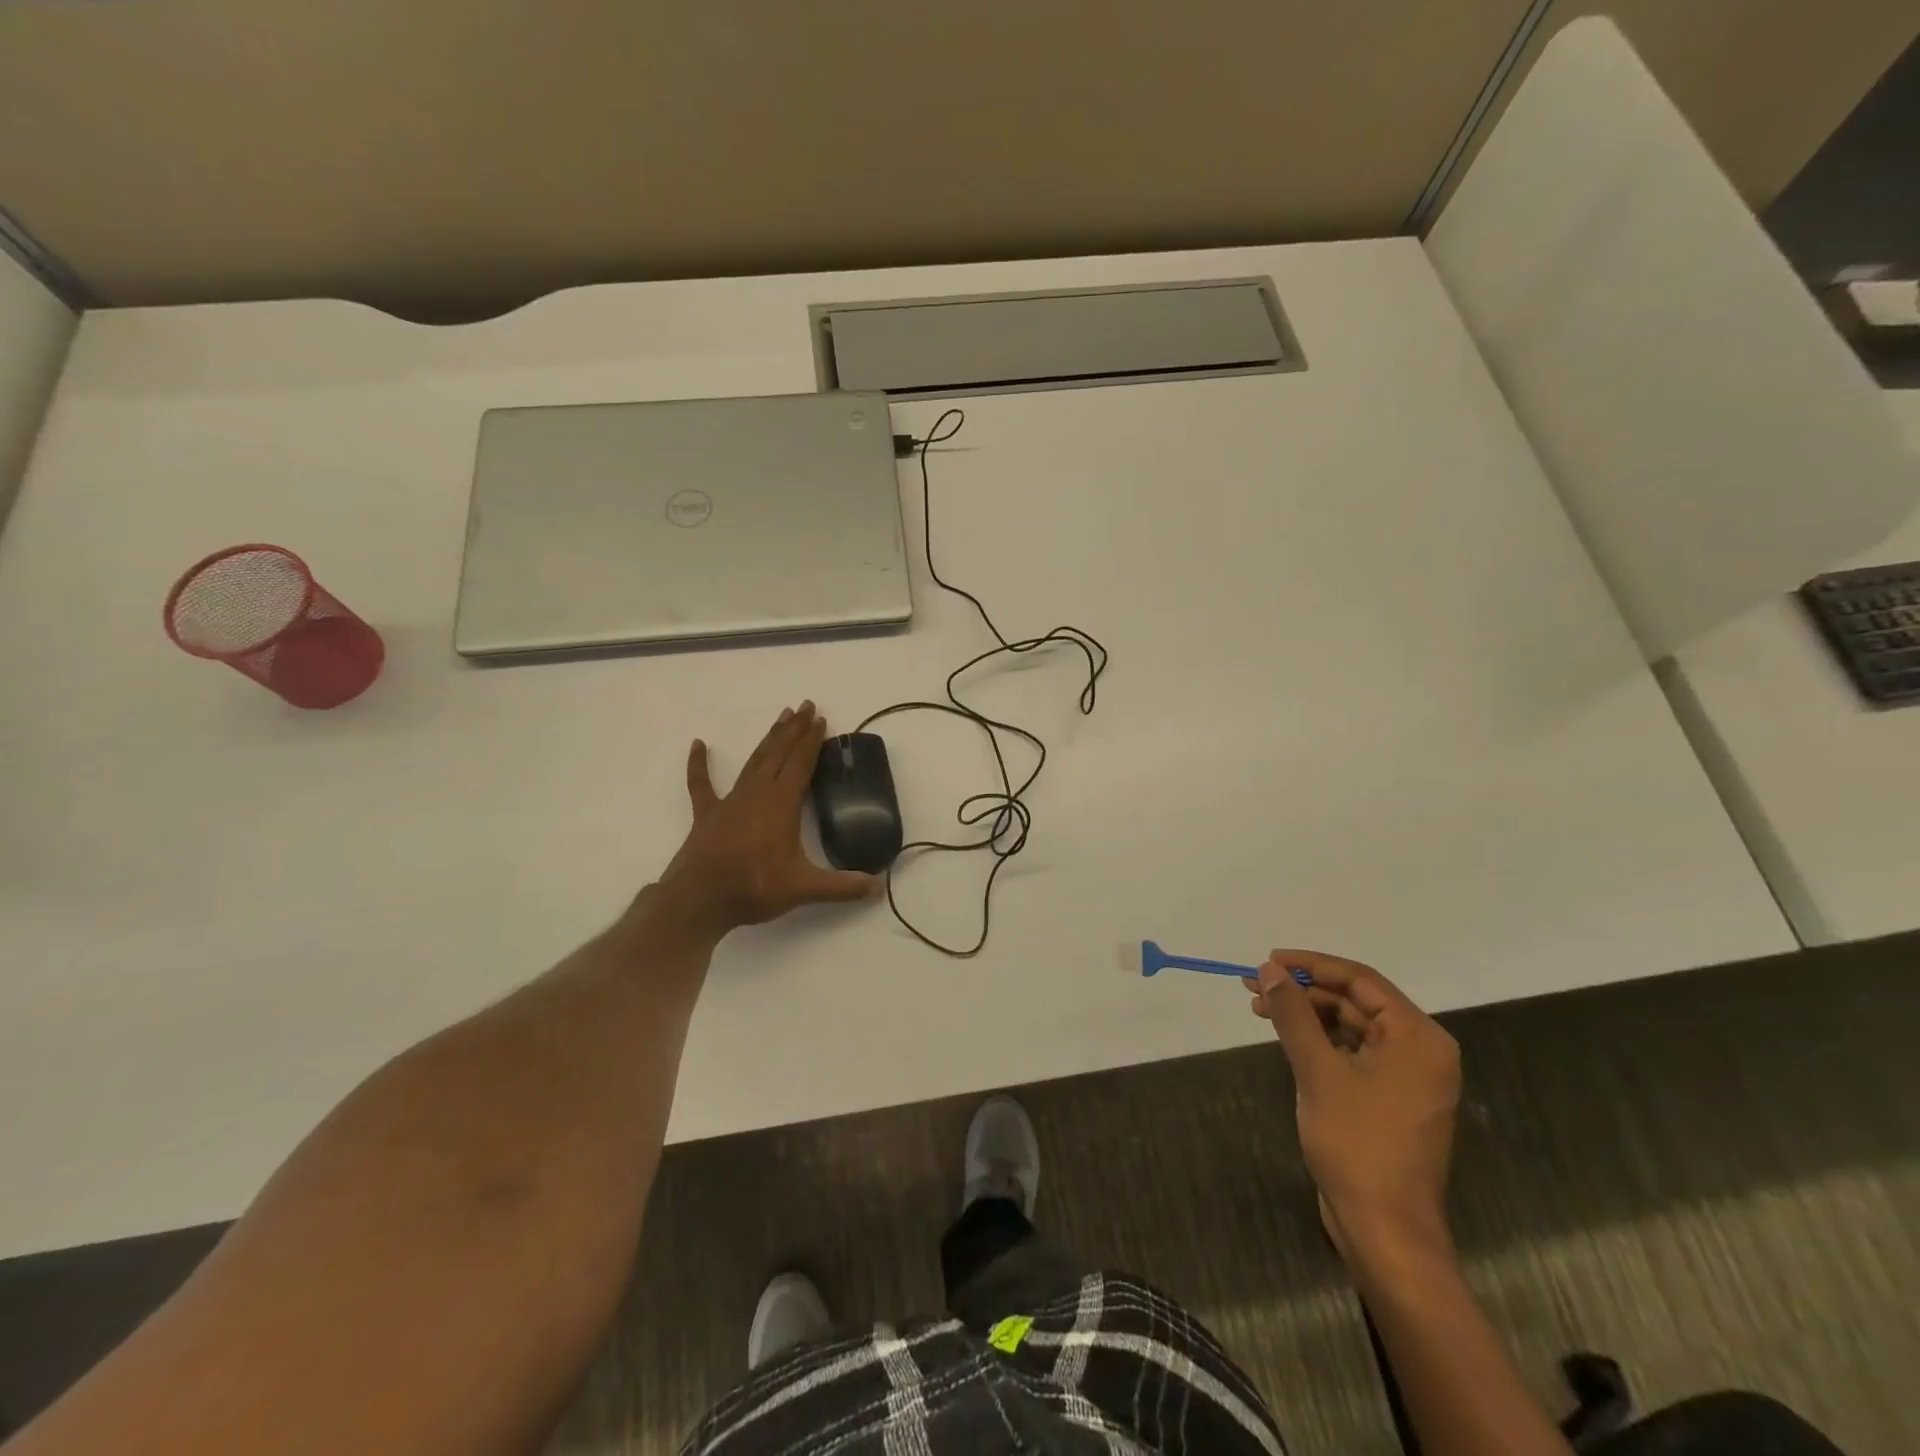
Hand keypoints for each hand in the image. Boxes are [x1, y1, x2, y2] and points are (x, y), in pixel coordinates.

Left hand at [649, 702, 875, 937]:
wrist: (700, 900)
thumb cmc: (754, 887)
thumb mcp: (804, 889)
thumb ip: (842, 887)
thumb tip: (878, 888)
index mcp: (782, 803)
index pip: (801, 763)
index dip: (812, 741)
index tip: (822, 719)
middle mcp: (757, 793)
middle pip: (779, 753)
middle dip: (794, 729)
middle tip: (806, 705)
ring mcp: (730, 801)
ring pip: (753, 761)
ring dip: (768, 739)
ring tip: (781, 717)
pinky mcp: (707, 814)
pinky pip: (702, 784)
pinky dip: (699, 764)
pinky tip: (698, 744)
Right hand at [1246, 949, 1460, 1259]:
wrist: (1384, 1228)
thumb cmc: (1357, 1142)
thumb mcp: (1318, 1070)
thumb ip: (1293, 1014)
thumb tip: (1269, 969)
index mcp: (1418, 1037)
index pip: (1360, 979)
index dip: (1311, 964)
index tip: (1268, 960)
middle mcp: (1420, 1050)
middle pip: (1355, 1001)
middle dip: (1303, 991)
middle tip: (1254, 985)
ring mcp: (1406, 1076)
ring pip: (1350, 1026)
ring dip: (1306, 1014)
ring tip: (1260, 1009)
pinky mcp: (1389, 1098)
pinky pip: (1352, 1052)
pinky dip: (1318, 1041)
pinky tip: (1286, 1037)